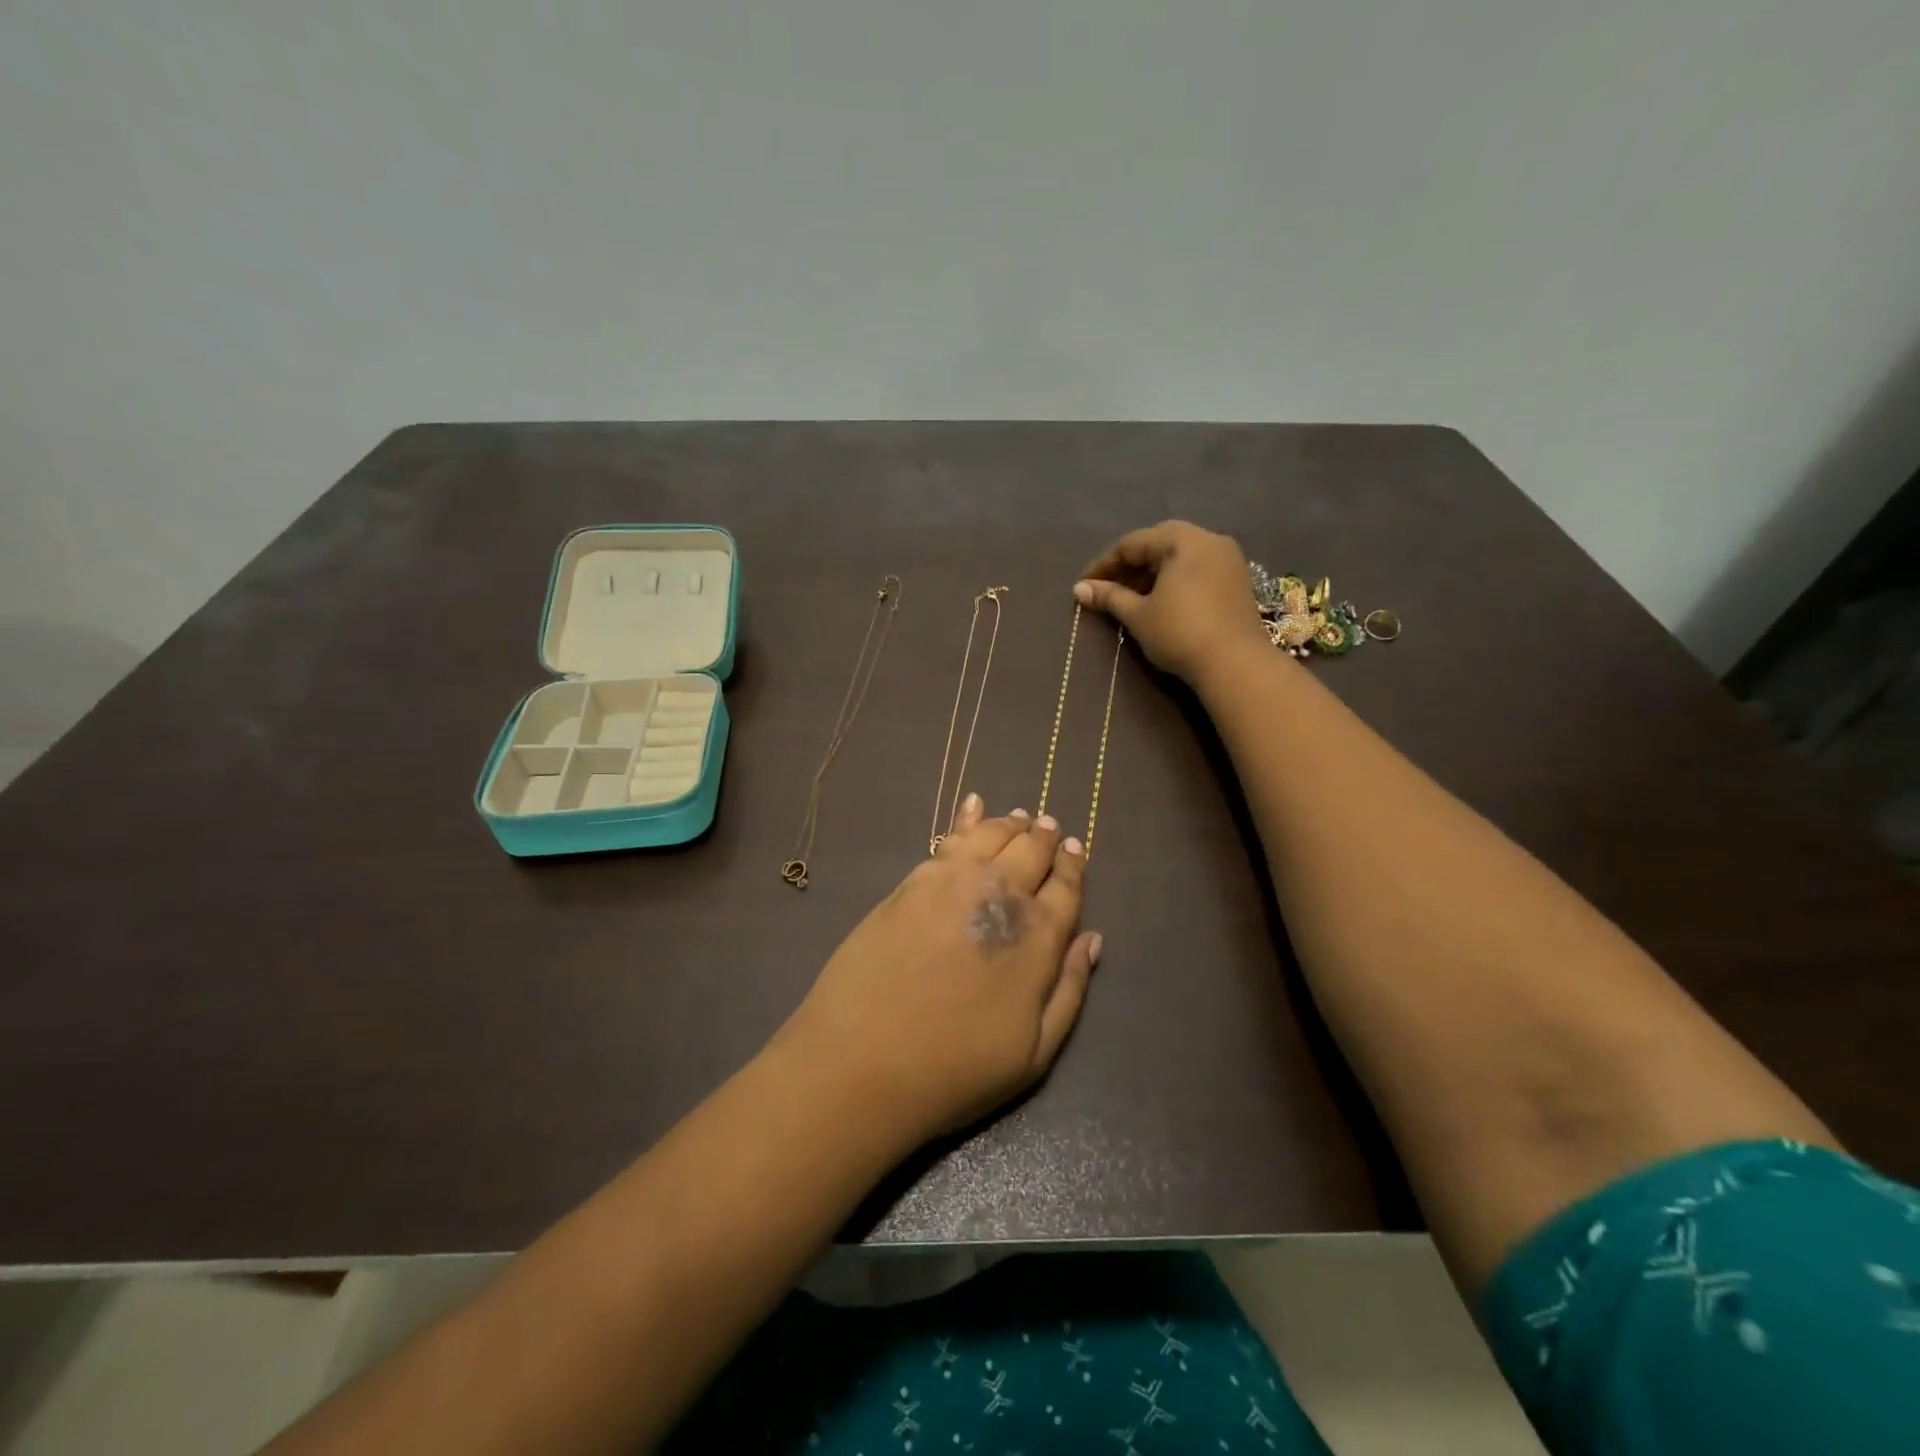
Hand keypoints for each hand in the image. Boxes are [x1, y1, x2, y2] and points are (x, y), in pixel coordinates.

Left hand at [778, 796, 1101, 1147]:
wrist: (863, 1061)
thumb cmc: (956, 1069)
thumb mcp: (1035, 1052)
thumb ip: (1070, 989)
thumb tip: (1091, 939)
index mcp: (1038, 935)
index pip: (1066, 886)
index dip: (1073, 864)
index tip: (1076, 849)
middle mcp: (1000, 894)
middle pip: (1032, 850)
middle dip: (1045, 836)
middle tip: (1049, 828)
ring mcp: (952, 880)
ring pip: (993, 835)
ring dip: (1011, 824)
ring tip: (1019, 819)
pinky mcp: (913, 881)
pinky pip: (949, 838)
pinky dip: (967, 818)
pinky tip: (973, 806)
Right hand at [1075, 520, 1271, 683]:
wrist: (1235, 664)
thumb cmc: (1180, 632)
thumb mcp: (1138, 615)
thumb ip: (1109, 597)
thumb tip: (1079, 589)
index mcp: (1183, 539)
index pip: (1132, 543)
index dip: (1103, 565)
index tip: (1084, 586)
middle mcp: (1209, 539)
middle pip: (1158, 544)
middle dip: (1130, 566)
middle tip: (1108, 588)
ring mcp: (1228, 559)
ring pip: (1179, 557)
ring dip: (1152, 574)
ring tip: (1131, 599)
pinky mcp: (1237, 581)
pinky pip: (1197, 569)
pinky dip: (1174, 580)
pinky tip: (1160, 603)